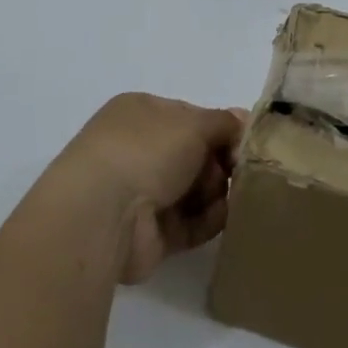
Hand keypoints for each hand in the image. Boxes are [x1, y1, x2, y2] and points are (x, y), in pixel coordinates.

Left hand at [50, 94, 244, 284]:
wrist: (103, 214)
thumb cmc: (146, 152)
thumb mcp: (193, 124)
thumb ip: (223, 122)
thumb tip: (244, 120)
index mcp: (141, 114)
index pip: (190, 117)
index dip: (220, 129)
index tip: (244, 143)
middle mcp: (138, 150)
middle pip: (196, 155)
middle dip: (220, 164)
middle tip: (236, 172)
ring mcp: (142, 193)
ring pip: (196, 190)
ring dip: (216, 193)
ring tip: (223, 197)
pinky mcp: (150, 234)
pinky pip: (190, 223)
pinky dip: (208, 221)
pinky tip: (220, 217)